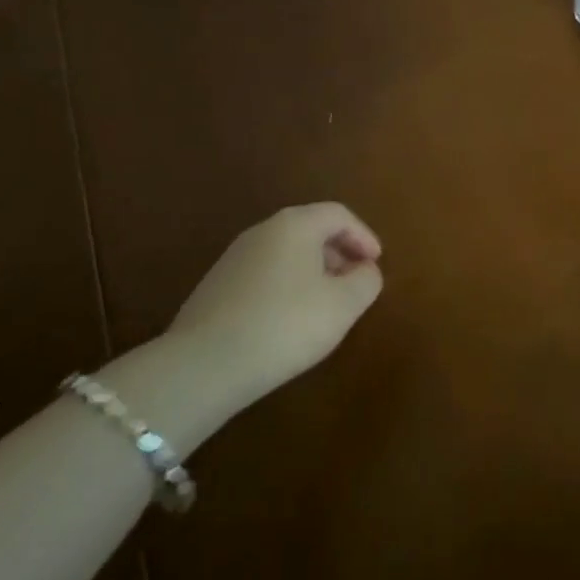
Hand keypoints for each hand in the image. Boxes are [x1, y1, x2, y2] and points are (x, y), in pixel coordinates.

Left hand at [166, 202, 383, 410]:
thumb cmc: (285, 325)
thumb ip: (365, 281)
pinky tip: (289, 321)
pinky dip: (287, 286)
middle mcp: (263, 231)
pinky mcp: (216, 286)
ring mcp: (234, 257)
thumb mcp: (343, 306)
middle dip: (339, 253)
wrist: (203, 365)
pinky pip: (264, 274)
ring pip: (286, 253)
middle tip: (355, 282)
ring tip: (326, 304)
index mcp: (295, 225)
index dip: (363, 236)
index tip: (376, 263)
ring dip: (313, 271)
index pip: (338, 215)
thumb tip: (366, 270)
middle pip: (310, 230)